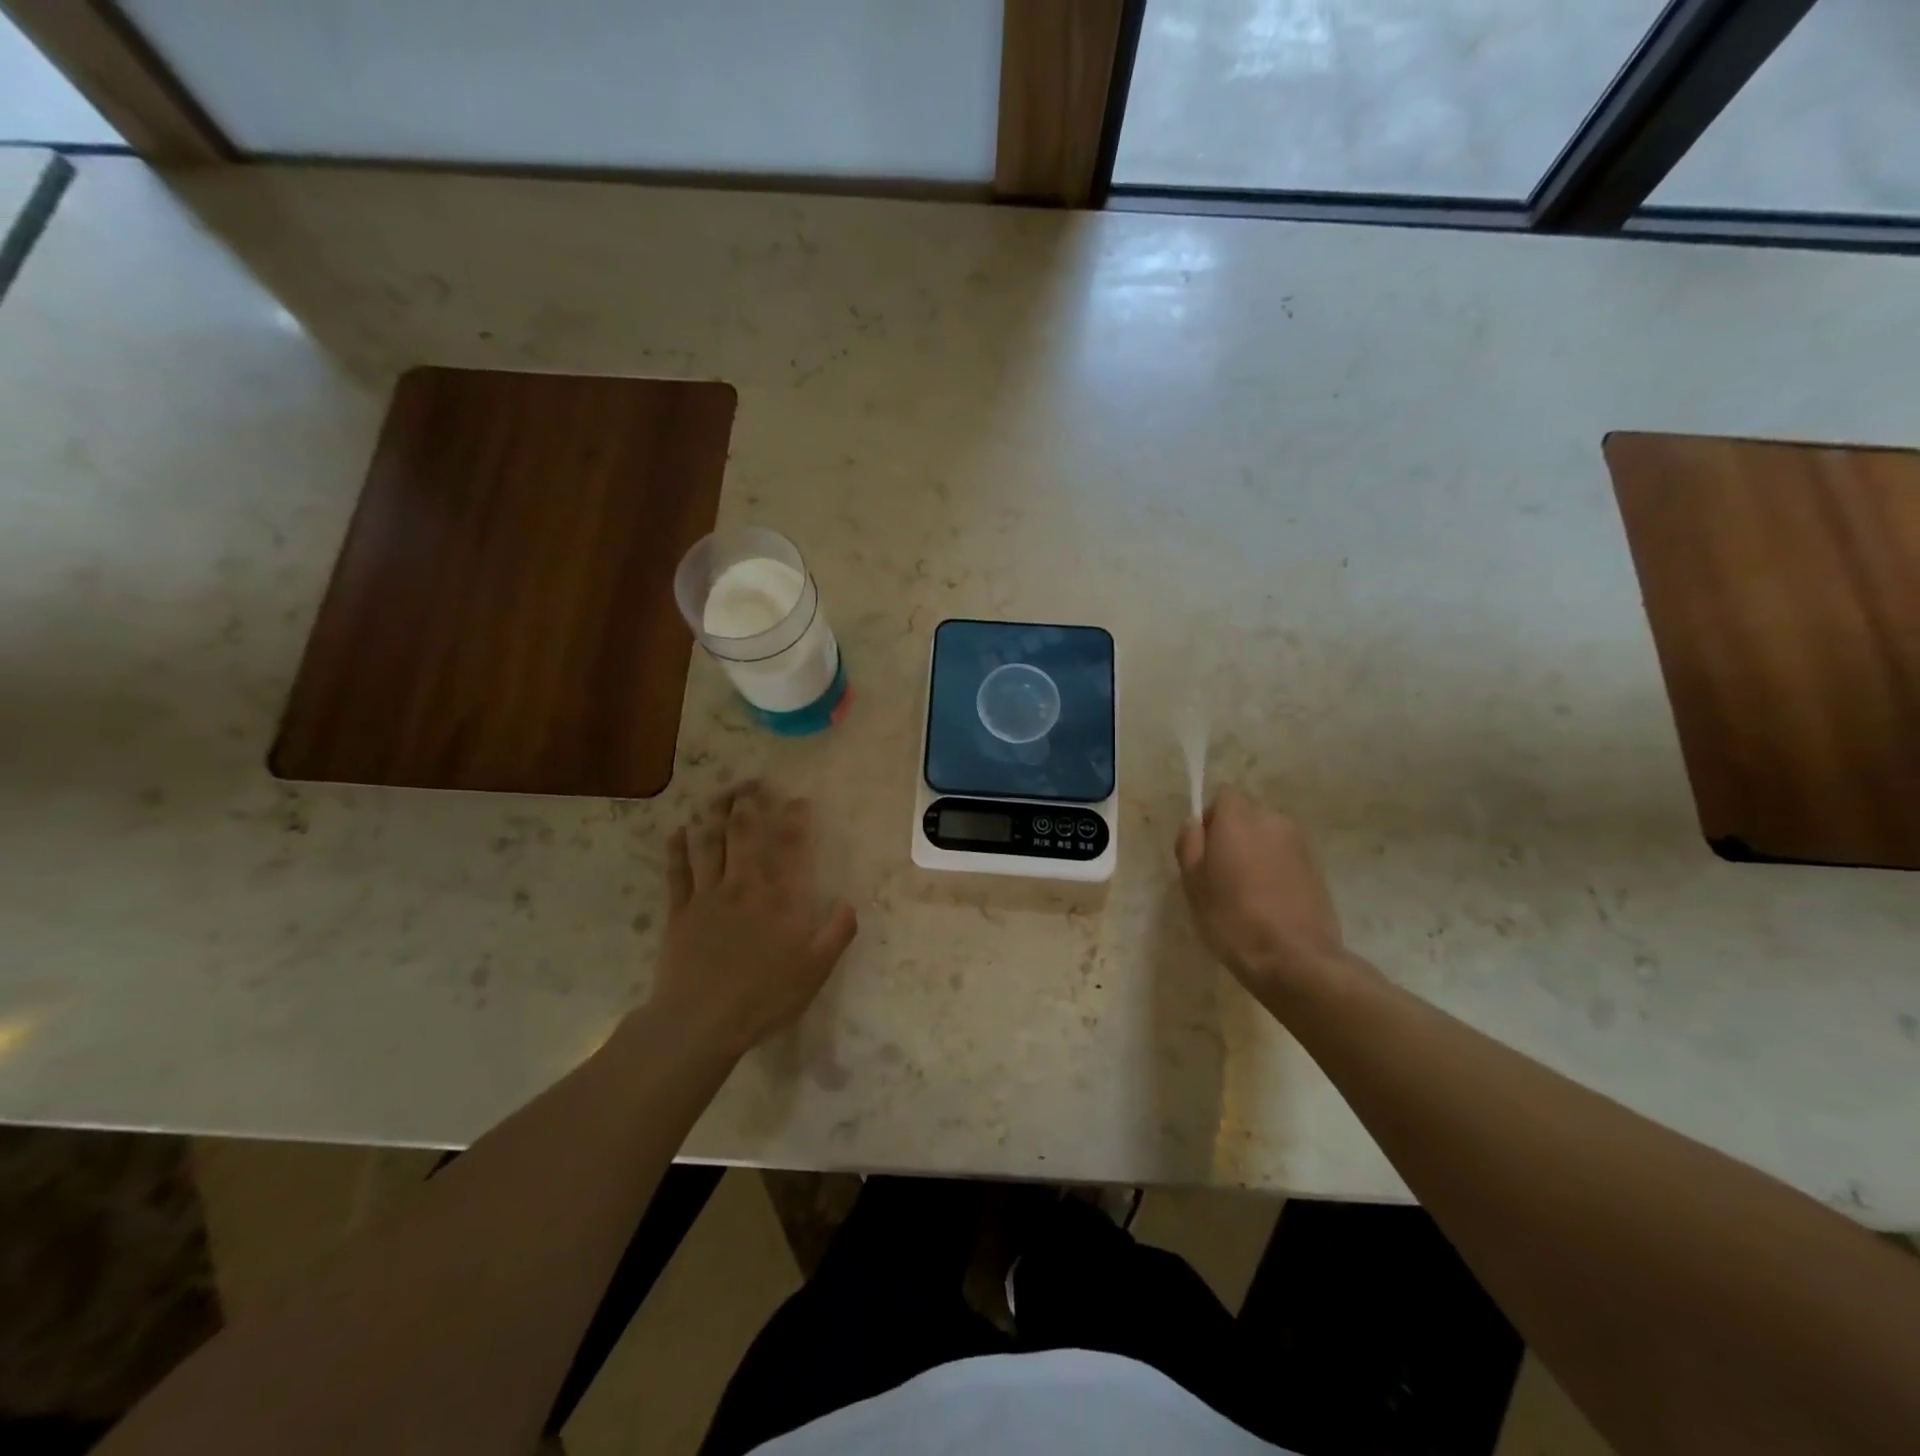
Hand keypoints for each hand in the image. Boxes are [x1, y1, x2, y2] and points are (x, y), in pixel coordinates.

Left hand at [651, 782, 857, 1057]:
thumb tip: (850, 904)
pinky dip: (678, 847)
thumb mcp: (814, 971)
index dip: (795, 818)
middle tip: (752, 782)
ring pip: (709, 842)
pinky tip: (679, 830)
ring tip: (720, 794)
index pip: (790, 846)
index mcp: (779, 898)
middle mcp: (743, 885)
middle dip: (748, 802)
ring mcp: (707, 895)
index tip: (799, 800)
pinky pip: (677, 870)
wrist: (700, 1022)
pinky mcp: (679, 911)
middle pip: (743, 832)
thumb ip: (836, 934)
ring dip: (714, 813)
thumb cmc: (763, 997)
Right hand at [1174, 788, 1351, 1001]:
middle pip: (1248, 813)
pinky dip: (1275, 867)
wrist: (1294, 958)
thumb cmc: (1232, 917)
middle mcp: (1273, 820)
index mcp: (1239, 819)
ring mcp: (1300, 844)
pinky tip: (1269, 899)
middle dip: (1234, 832)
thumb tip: (1195, 824)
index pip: (1223, 795)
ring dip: (1256, 850)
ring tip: (1247, 887)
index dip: (1211, 817)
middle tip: (1221, 870)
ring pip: (1269, 834)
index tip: (1204, 848)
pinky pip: (1286, 855)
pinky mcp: (1317, 868)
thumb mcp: (1193, 883)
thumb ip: (1189, 844)